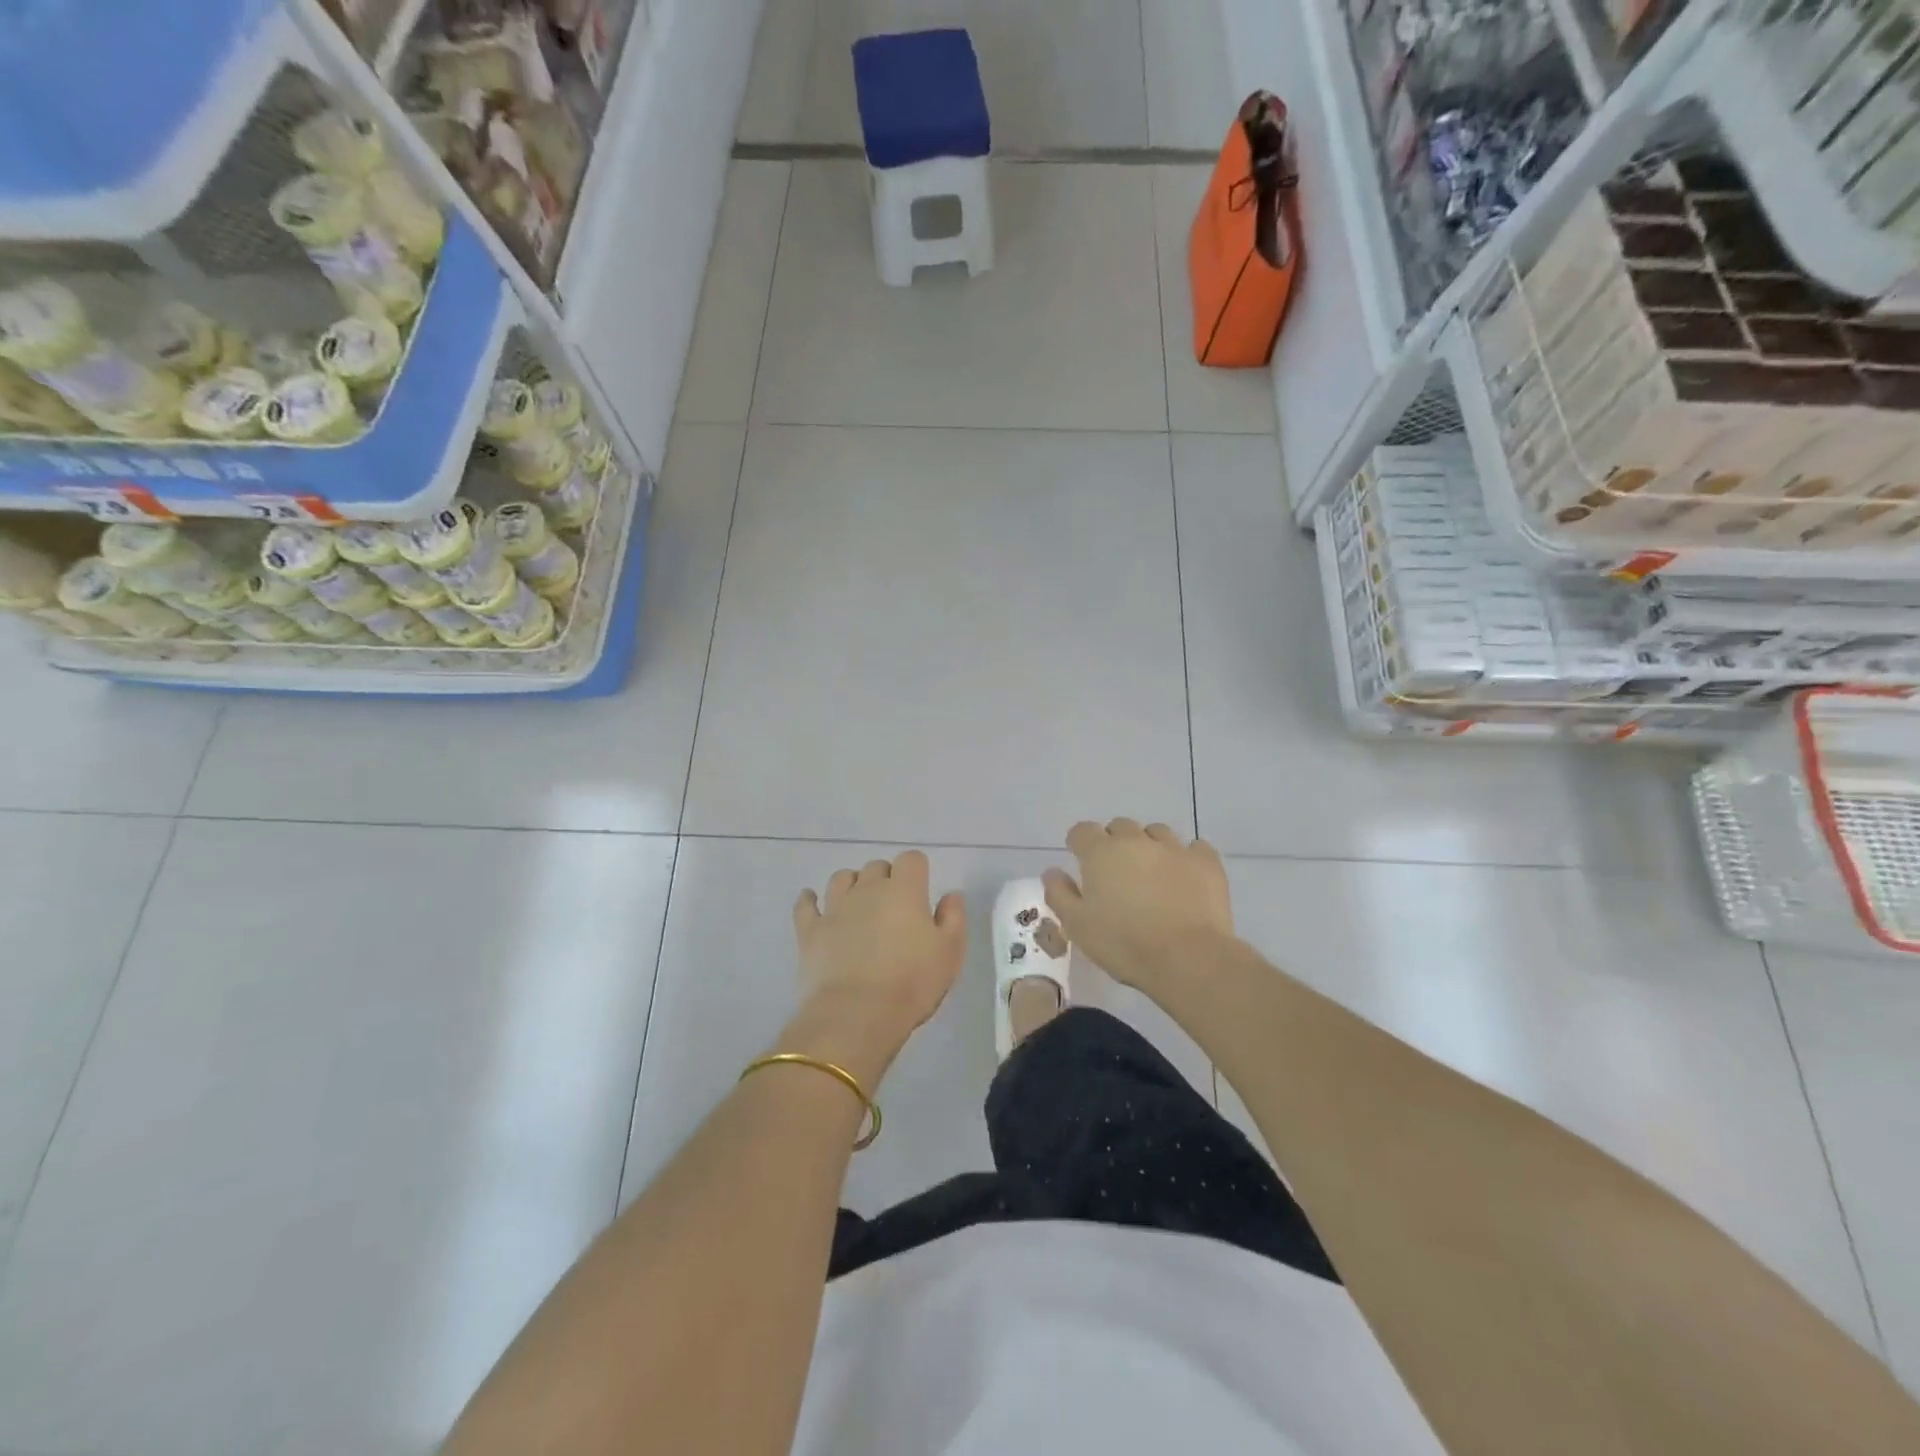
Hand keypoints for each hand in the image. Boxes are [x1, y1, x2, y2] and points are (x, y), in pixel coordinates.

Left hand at [785, 851, 966, 1084]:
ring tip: (858, 906)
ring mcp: (835, 907)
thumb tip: (951, 895)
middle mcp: (868, 889)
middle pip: (876, 867)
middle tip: (893, 908)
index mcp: (904, 890)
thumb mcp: (950, 952)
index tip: (920, 892)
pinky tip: (813, 903)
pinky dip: (810, 900)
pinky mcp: (810, 930)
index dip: (916, 872)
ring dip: (852, 885)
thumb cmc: (912, 983)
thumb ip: (953, 917)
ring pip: (842, 878)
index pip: (911, 860)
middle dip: (886, 880)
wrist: (857, 1015)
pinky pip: (806, 904)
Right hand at [1043, 819, 1233, 993]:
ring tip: (1151, 874)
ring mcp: (1174, 848)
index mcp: (1100, 852)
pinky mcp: (1206, 863)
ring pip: (1156, 832)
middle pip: (1120, 827)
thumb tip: (1052, 871)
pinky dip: (1186, 857)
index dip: (1079, 844)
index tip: (1080, 862)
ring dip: (1149, 846)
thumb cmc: (1123, 943)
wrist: (1187, 958)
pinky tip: (1185, 877)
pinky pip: (1194, 847)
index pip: (1082, 831)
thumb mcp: (1077, 926)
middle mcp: (1136, 841)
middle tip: (1116, 873)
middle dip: (1114, 843)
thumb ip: (1059, 894)